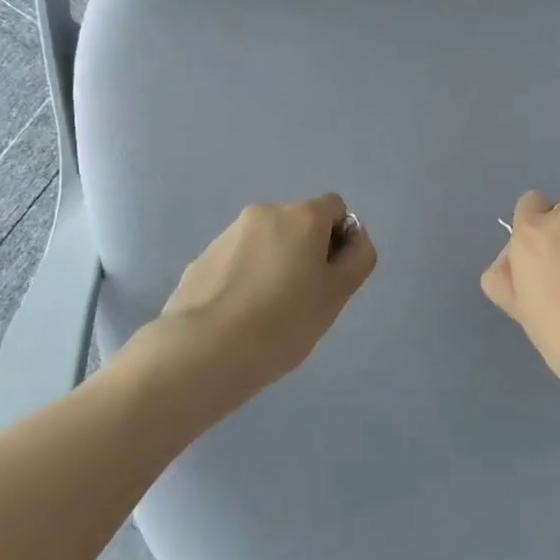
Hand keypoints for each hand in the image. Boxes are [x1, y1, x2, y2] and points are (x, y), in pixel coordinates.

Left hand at [148, 194, 376, 398]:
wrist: (202, 351)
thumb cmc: (282, 322)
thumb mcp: (337, 295)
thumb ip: (358, 258)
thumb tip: (353, 237)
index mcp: (301, 216)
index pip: (335, 208)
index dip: (340, 239)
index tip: (331, 278)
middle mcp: (265, 213)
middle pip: (299, 224)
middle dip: (306, 252)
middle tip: (303, 300)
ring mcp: (228, 234)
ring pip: (267, 243)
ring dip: (275, 265)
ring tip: (267, 313)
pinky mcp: (202, 258)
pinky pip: (238, 261)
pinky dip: (246, 278)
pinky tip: (240, 316)